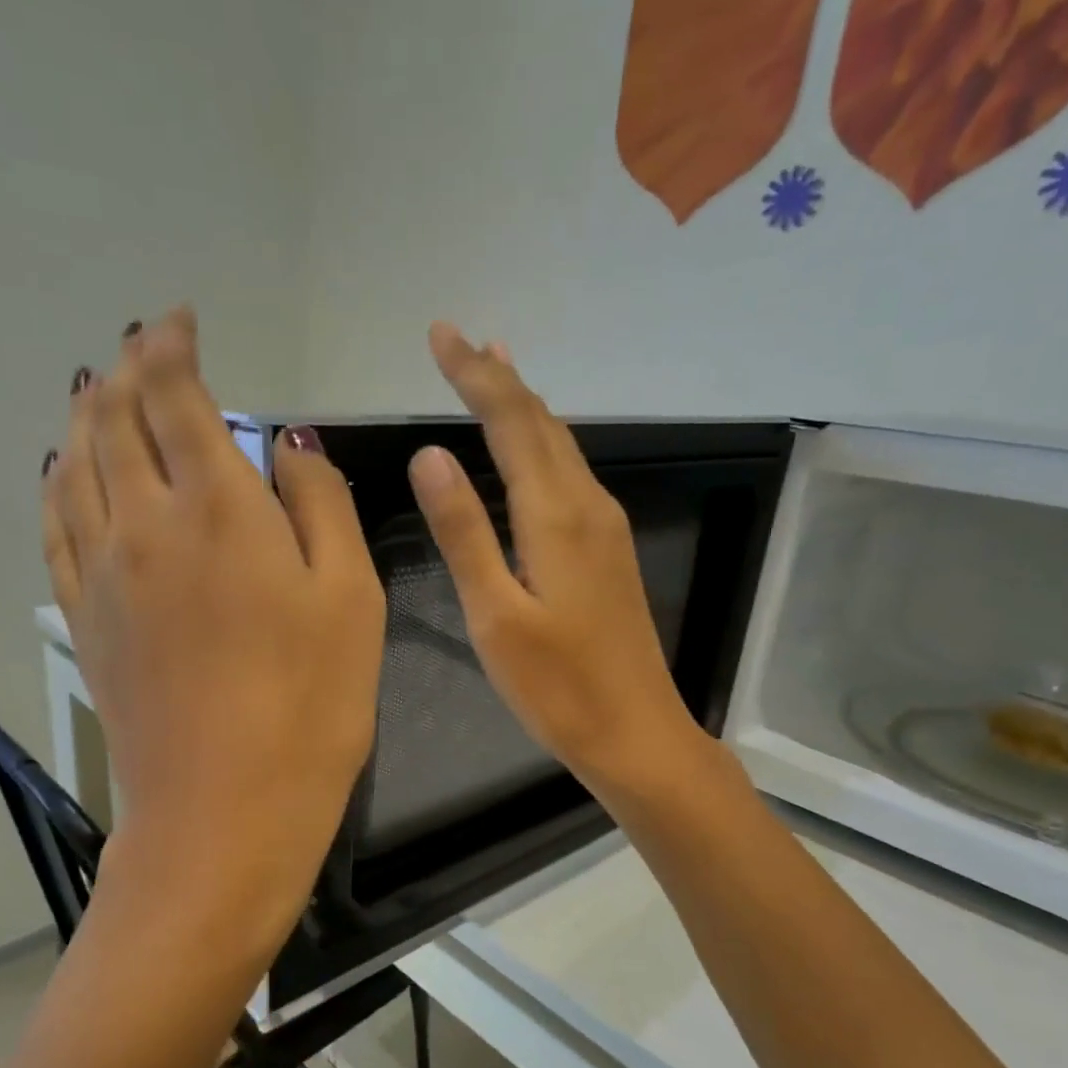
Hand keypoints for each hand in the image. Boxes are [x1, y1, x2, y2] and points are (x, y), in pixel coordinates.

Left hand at [43, 309, 384, 947]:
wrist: (225, 812)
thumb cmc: (311, 706)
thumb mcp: (351, 599)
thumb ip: (321, 506)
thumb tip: (288, 445)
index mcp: (219, 511)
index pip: (176, 398)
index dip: (171, 347)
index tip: (179, 320)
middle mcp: (144, 525)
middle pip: (115, 421)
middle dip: (126, 370)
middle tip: (141, 346)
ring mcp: (102, 575)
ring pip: (74, 465)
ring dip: (86, 416)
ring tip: (99, 392)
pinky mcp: (83, 621)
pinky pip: (54, 526)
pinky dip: (56, 481)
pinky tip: (62, 472)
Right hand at [409, 324, 702, 797]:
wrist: (636, 734)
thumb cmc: (558, 687)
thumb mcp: (495, 614)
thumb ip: (464, 532)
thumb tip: (431, 454)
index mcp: (556, 516)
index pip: (512, 422)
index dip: (475, 375)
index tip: (440, 334)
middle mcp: (588, 506)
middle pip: (541, 424)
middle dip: (498, 378)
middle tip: (459, 341)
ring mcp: (605, 528)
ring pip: (560, 446)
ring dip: (523, 406)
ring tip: (492, 371)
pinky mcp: (609, 552)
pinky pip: (570, 475)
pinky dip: (542, 444)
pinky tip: (531, 448)